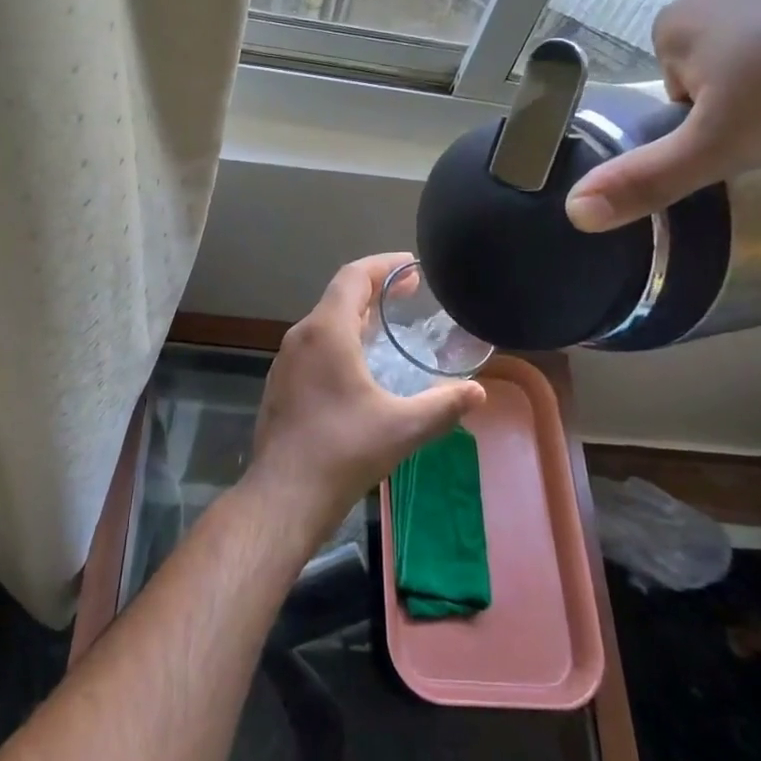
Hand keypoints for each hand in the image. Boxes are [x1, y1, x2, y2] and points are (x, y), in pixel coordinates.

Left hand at [244, 254, 486, 548]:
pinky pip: (314, 346)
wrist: (283, 494)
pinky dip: (341, 340)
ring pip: (324, 322)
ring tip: (389, 326)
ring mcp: (286, 361)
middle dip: (376, 289)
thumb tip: (479, 392)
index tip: (413, 267)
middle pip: (339, 296)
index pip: (353, 276)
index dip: (385, 265)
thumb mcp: (403, 428)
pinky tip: (360, 366)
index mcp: (326, 332)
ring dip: (357, 316)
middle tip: (411, 294)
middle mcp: (301, 336)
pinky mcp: (282, 384)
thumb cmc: (343, 452)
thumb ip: (444, 405)